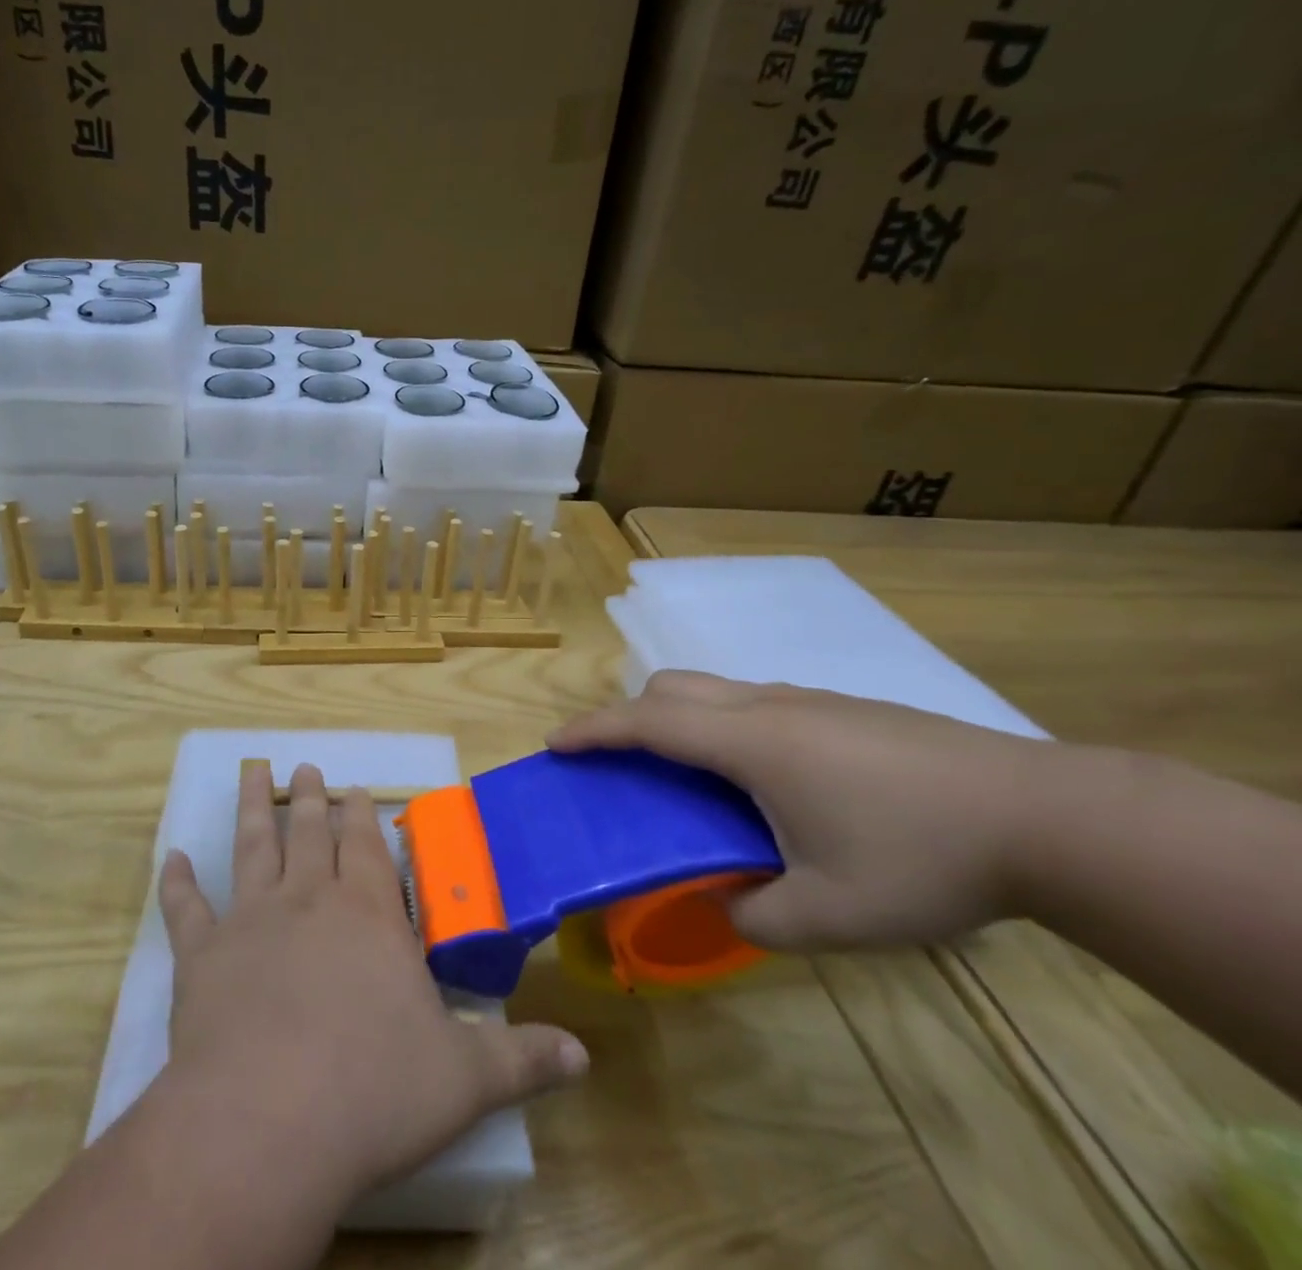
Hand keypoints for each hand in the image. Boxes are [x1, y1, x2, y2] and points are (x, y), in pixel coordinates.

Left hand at [154, 760, 588, 1209]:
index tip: (355, 789)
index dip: (361, 817)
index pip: (367, 849)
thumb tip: (584, 1055)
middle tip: (307, 769)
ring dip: (251, 809)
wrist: (269, 1122)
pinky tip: (172, 857)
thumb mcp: (464, 1080)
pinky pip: (186, 908)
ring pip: (252, 847)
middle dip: (311, 799)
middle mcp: (309, 901)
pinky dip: (177, 881)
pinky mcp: (201, 954)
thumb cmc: (374, 1092)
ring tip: (252, 773)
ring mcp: (251, 920)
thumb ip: (522, 1059)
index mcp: (369, 917)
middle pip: (310, 833)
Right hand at [548, 670, 1104, 951]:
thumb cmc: (923, 858)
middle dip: (630, 715)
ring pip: (716, 690)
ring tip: (692, 779)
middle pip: (672, 687)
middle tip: (623, 764)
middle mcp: (768, 707)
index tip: (556, 744)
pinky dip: (726, 726)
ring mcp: (809, 702)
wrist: (1046, 815)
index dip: (594, 730)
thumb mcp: (832, 914)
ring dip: (681, 720)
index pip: (647, 723)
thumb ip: (758, 916)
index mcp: (750, 743)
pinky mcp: (844, 709)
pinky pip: (756, 702)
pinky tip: (766, 781)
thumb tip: (724, 905)